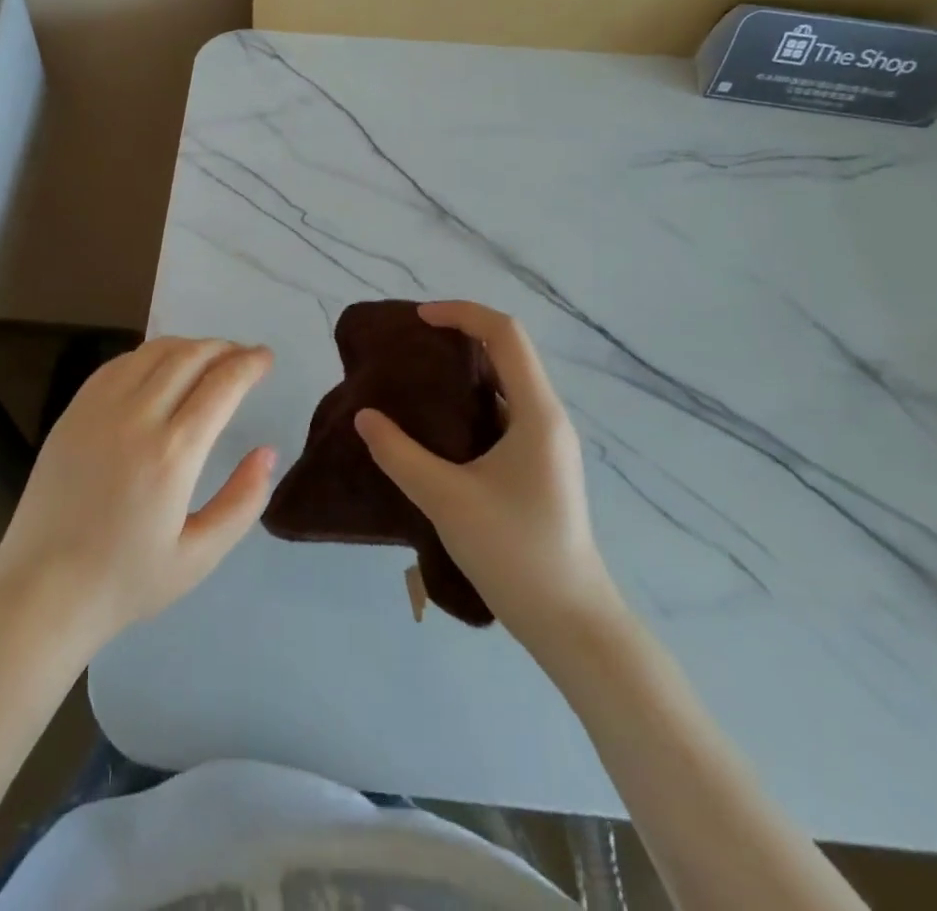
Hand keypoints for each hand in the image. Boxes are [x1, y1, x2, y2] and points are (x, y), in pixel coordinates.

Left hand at [0, 337, 276, 655]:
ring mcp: (98, 410)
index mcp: (173, 454)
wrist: (41, 590)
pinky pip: (118, 365)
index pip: (221, 385)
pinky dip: (149, 356)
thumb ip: (242, 501)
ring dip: (188, 346)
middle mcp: (137, 418)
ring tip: (207, 358)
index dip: (249, 364)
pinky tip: (160, 369)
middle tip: (243, 356)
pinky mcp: (73, 412)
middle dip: (224, 348)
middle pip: (189, 357)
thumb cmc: (126, 581)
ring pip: (153, 352)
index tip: (266, 359)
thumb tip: (267, 452)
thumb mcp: (199, 556)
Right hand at [354, 301, 622, 640]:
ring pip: (505, 385)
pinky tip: (437, 428)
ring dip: (464, 372)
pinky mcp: (539, 467)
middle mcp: (548, 418)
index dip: (461, 313)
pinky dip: (470, 404)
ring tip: (415, 382)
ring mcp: (547, 444)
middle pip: (507, 353)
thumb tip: (365, 417)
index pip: (505, 334)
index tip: (418, 320)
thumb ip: (399, 454)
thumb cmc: (514, 552)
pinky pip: (504, 414)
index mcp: (537, 413)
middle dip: (459, 337)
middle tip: (409, 348)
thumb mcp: (446, 499)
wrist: (571, 622)